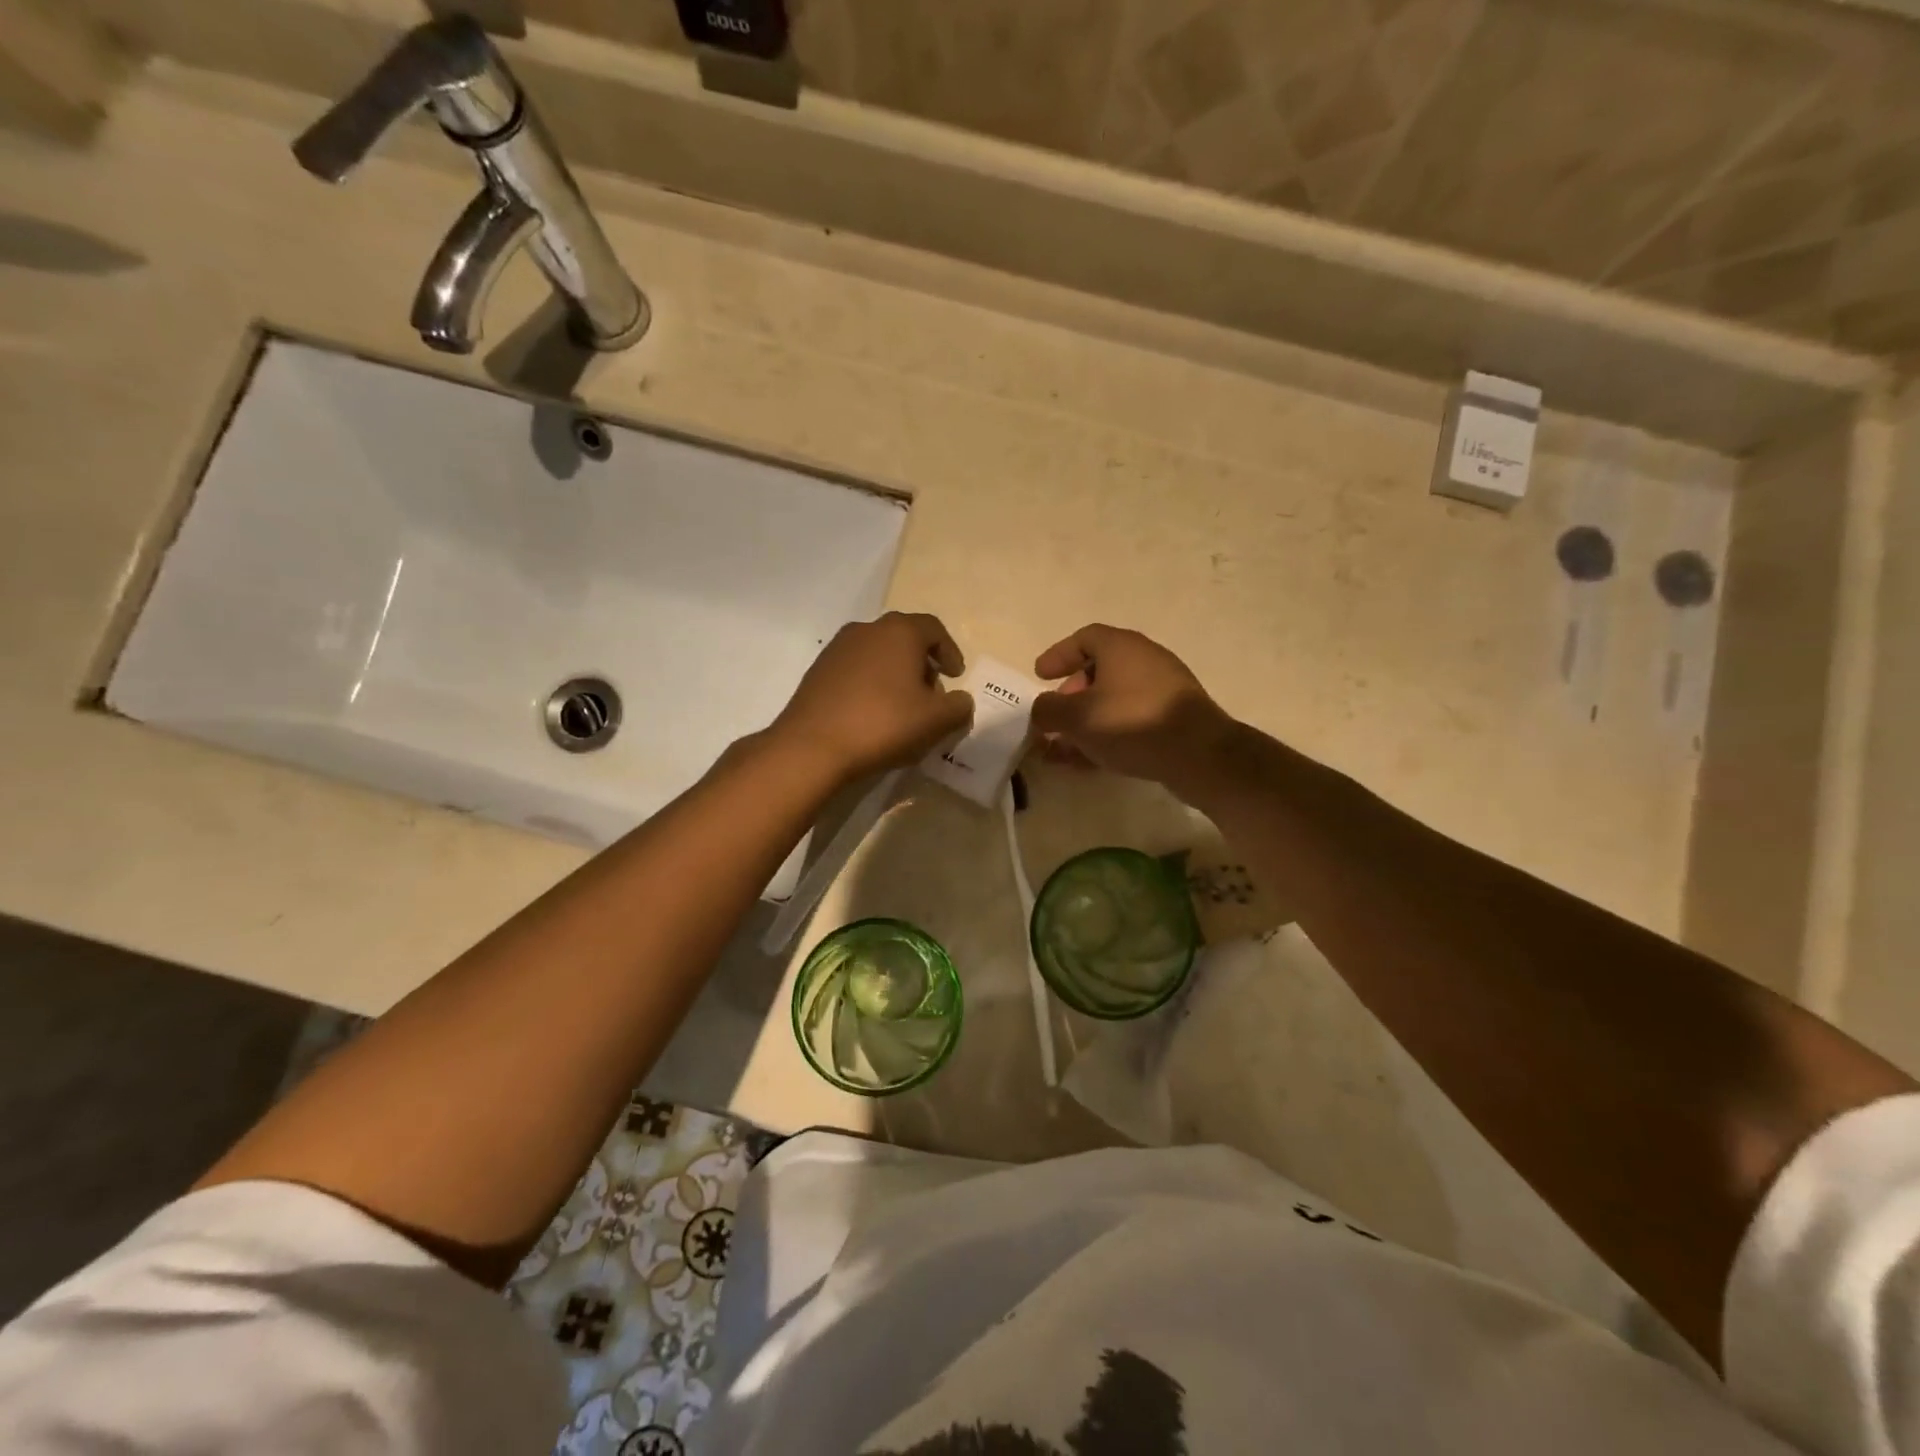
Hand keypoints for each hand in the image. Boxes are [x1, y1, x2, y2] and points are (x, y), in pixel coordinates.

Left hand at [771, 612, 974, 783]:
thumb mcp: (935, 721)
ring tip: (902, 707)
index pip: (933, 629)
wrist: (812, 746)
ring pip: (878, 653)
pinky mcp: (818, 671)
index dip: (950, 651)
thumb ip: (958, 707)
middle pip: (904, 639)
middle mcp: (867, 630)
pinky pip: (856, 670)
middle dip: (922, 664)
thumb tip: (961, 701)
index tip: (956, 676)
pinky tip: (872, 714)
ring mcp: (837, 648)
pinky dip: (871, 684)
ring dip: (895, 674)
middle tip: (931, 694)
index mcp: (899, 632)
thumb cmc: (883, 724)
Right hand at [1030, 624, 1237, 787]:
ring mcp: (1163, 689)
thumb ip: (1048, 710)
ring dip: (1087, 720)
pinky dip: (1108, 734)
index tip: (1039, 676)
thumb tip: (1042, 710)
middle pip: (1100, 670)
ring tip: (1066, 747)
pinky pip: (1131, 719)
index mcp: (1121, 647)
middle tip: (1055, 716)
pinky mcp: (1175, 718)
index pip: (1084, 638)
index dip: (1058, 655)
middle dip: (1071, 694)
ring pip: (1114, 699)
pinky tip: (1092, 760)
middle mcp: (1144, 660)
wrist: (1198, 754)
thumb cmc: (1131, 723)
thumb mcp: (1076, 717)